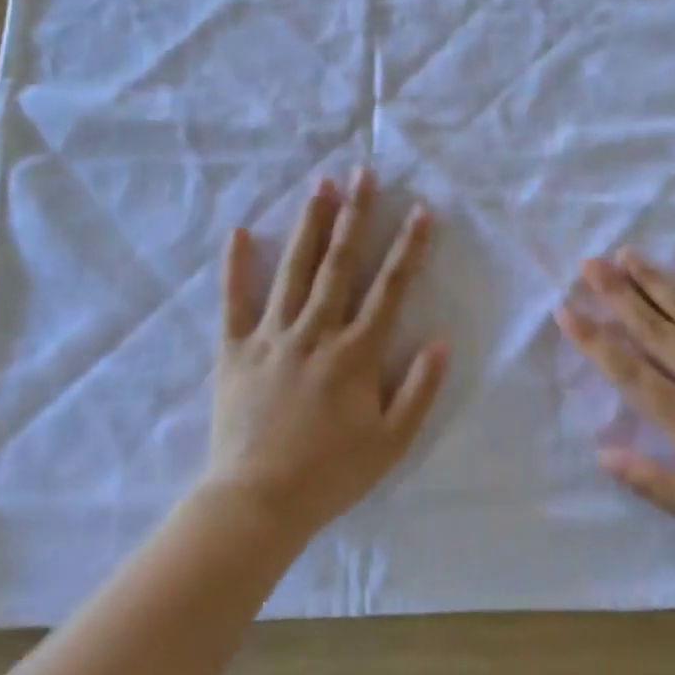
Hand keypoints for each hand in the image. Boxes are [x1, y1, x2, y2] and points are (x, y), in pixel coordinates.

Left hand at [203, 169, 447, 539]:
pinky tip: (238, 231)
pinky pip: (234, 301)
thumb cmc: (331, 474)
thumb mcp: (391, 443)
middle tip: (364, 173)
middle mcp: (315, 332)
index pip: (389, 289)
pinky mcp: (234, 350)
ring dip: (309, 225)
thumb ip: (420, 390)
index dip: (408, 248)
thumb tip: (441, 340)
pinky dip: (235, 266)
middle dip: (355, 215)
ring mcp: (271, 336)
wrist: (257, 502)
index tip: (421, 211)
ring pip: (293, 269)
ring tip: (320, 185)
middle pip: (339, 264)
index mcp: (355, 353)